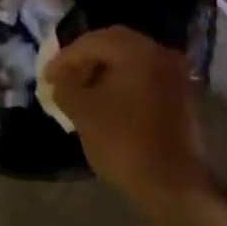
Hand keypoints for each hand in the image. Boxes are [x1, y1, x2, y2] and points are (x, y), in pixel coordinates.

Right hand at [47, 26, 210, 225]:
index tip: (46, 77)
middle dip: (85, 59)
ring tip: (81, 90)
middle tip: (63, 77)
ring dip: (103, 70)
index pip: (92, 42)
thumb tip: (61, 79)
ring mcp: (174, 73)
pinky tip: (106, 100)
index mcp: (137, 51)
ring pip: (130, 59)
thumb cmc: (124, 143)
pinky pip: (144, 76)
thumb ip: (66, 87)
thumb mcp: (83, 113)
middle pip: (114, 44)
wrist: (174, 184)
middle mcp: (160, 53)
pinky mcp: (180, 94)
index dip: (65, 57)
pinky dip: (122, 81)